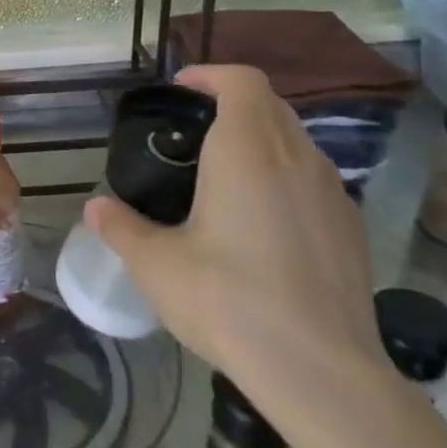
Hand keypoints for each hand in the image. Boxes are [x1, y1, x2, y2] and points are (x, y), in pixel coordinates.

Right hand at [86, 66, 387, 420]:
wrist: (321, 371)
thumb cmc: (229, 300)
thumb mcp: (156, 264)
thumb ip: (120, 227)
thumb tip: (95, 208)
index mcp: (248, 150)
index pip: (242, 82)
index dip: (211, 76)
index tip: (181, 90)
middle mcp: (297, 158)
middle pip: (270, 105)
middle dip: (232, 103)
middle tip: (193, 131)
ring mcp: (333, 193)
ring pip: (296, 141)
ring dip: (261, 139)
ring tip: (224, 175)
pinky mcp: (351, 228)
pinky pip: (314, 179)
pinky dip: (285, 176)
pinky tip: (262, 222)